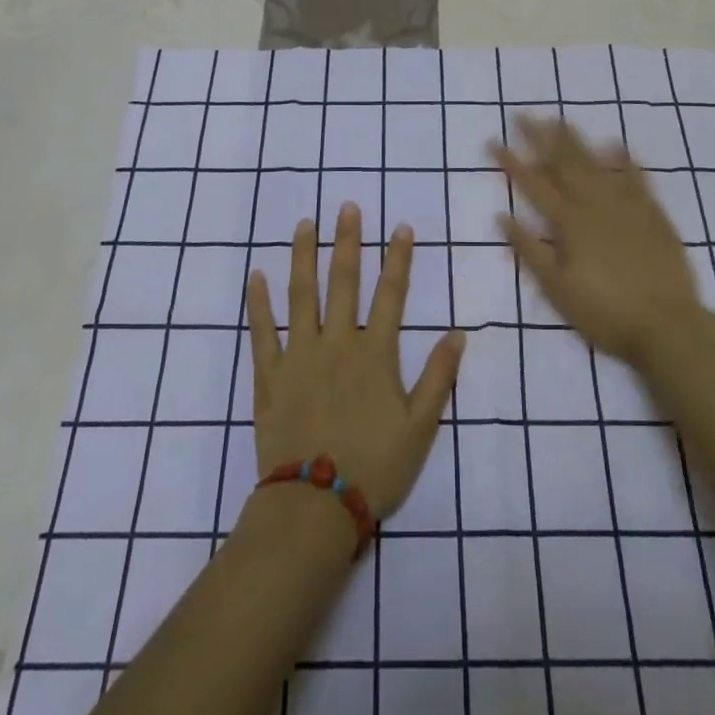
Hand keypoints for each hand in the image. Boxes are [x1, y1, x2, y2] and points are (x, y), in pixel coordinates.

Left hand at [247, 203, 464, 517]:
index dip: (398, 259)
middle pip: (343, 281)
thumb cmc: (374, 467)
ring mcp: (299, 355)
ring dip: (303, 256)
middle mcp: (337, 342)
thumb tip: (458, 334)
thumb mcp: (419, 427)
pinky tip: (256, 275)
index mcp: (374, 353)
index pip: (391, 294)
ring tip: (304, 225)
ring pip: (301, 294)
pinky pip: (262, 331)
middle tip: (347, 207)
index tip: (401, 227)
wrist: (314, 507)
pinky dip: (259, 302)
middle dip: (348, 241)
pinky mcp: (269, 374)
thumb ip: (438, 377)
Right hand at [492, 116, 705, 365]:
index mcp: (568, 223)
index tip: (493, 140)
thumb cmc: (605, 313)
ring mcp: (626, 206)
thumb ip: (530, 250)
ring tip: (561, 120)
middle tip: (524, 115)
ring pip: (596, 164)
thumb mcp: (557, 289)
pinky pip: (636, 179)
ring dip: (576, 141)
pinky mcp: (653, 214)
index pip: (532, 185)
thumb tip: (503, 216)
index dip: (511, 162)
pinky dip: (624, 160)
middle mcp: (594, 204)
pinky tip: (616, 145)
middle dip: (540, 138)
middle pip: (563, 164)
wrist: (668, 325)